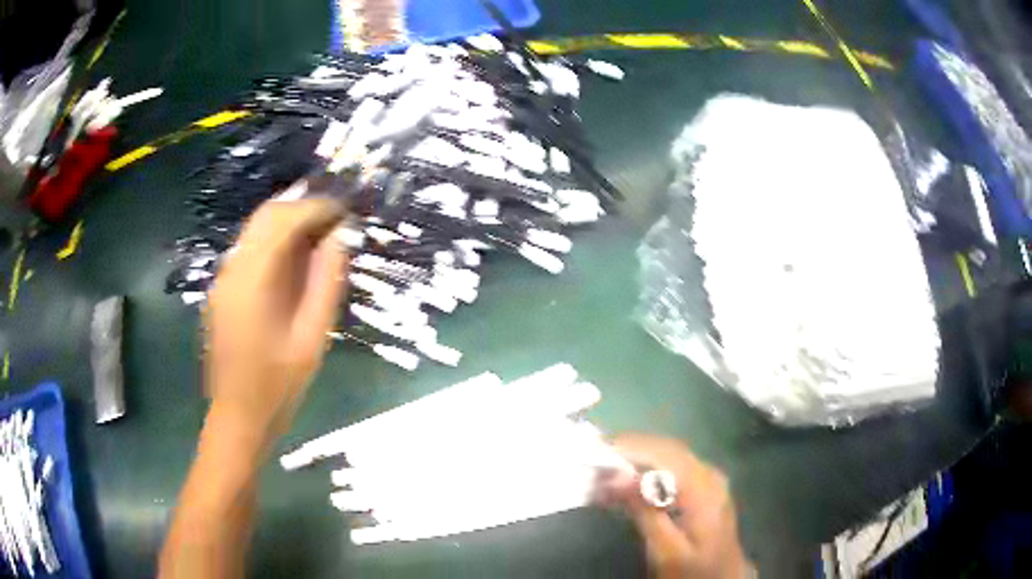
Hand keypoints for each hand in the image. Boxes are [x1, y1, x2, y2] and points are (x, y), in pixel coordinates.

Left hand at [206, 197, 347, 438]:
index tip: (344, 212)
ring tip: (320, 234)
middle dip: (301, 207)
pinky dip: (274, 241)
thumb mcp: (312, 339)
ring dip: (287, 223)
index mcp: (253, 281)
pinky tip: (294, 260)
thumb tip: (339, 239)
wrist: (237, 418)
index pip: (283, 221)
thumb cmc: (278, 387)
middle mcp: (232, 270)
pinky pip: (249, 249)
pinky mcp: (222, 290)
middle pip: (265, 216)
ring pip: (255, 230)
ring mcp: (223, 279)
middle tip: (334, 219)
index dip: (316, 209)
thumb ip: (325, 284)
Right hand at [596, 434, 749, 578]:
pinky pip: (674, 467)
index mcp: (703, 488)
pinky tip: (628, 481)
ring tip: (605, 472)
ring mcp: (709, 479)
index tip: (597, 452)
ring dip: (637, 458)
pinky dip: (648, 468)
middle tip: (594, 463)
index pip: (664, 453)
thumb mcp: (666, 550)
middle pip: (667, 449)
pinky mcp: (704, 487)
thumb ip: (645, 512)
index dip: (630, 448)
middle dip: (630, 451)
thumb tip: (616, 476)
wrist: (722, 577)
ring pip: (670, 455)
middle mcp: (709, 474)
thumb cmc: (693, 568)